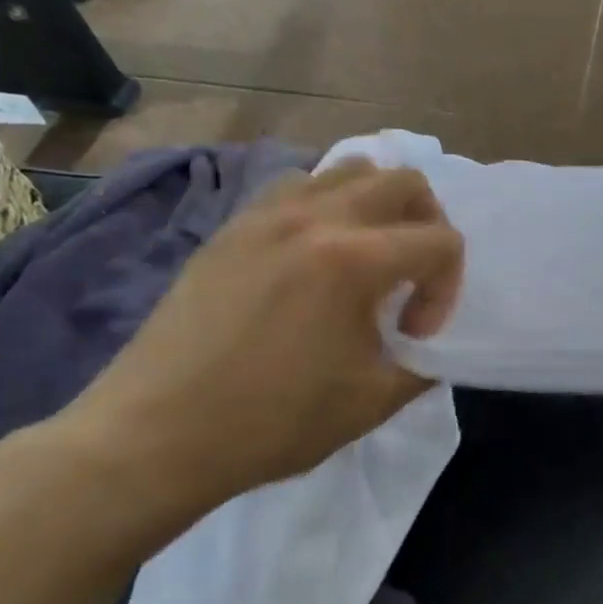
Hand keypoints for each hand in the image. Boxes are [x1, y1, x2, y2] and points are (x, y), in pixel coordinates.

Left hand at [48, 159, 463, 518]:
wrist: (156, 434)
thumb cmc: (271, 422)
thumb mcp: (371, 402)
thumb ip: (422, 365)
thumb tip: (426, 347)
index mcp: (354, 260)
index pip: (440, 241)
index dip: (446, 289)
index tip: (414, 334)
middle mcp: (315, 218)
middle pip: (404, 182)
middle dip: (428, 226)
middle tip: (412, 277)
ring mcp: (267, 215)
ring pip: (347, 169)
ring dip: (377, 205)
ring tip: (366, 256)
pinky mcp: (232, 227)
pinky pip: (296, 187)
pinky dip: (325, 206)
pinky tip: (314, 255)